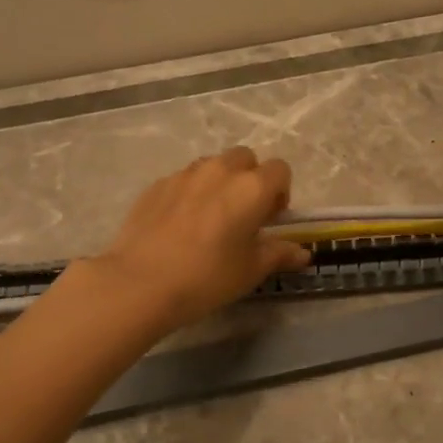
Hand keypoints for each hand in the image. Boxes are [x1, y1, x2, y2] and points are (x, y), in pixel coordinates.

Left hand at [88, 147, 311, 332]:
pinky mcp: (157, 184)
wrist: (141, 283)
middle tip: (243, 215)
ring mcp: (185, 174)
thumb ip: (279, 254)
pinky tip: (179, 226)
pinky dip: (190, 193)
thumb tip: (302, 252)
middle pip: (245, 159)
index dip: (280, 192)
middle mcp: (220, 170)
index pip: (280, 170)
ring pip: (212, 166)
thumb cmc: (207, 277)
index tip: (270, 219)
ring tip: (210, 219)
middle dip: (250, 179)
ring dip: (220, 183)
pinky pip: (184, 180)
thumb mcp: (251, 270)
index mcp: (251, 187)